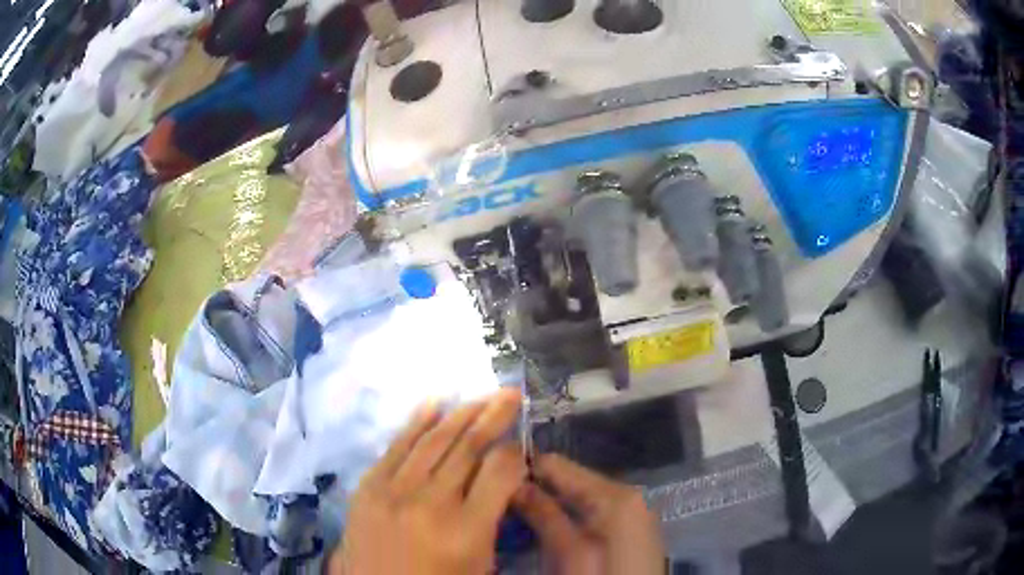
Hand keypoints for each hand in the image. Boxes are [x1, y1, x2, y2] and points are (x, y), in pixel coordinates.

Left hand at [327, 389, 526, 574]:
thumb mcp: (480, 564)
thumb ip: (492, 520)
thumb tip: (501, 479)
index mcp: (466, 531)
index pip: (499, 473)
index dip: (514, 452)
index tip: (520, 442)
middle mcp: (431, 504)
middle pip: (468, 448)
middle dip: (494, 416)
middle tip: (511, 394)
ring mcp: (394, 491)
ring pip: (434, 440)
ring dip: (461, 414)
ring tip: (483, 396)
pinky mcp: (368, 487)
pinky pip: (396, 446)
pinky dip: (417, 422)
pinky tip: (434, 403)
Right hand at [513, 454, 664, 574]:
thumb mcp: (570, 553)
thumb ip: (544, 516)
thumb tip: (513, 484)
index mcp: (614, 496)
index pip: (560, 465)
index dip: (525, 469)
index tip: (492, 480)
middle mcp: (626, 494)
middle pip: (571, 479)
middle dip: (536, 487)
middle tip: (500, 500)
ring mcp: (631, 510)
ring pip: (580, 495)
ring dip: (549, 502)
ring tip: (515, 511)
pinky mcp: (629, 526)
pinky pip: (592, 509)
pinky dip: (568, 513)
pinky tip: (546, 524)